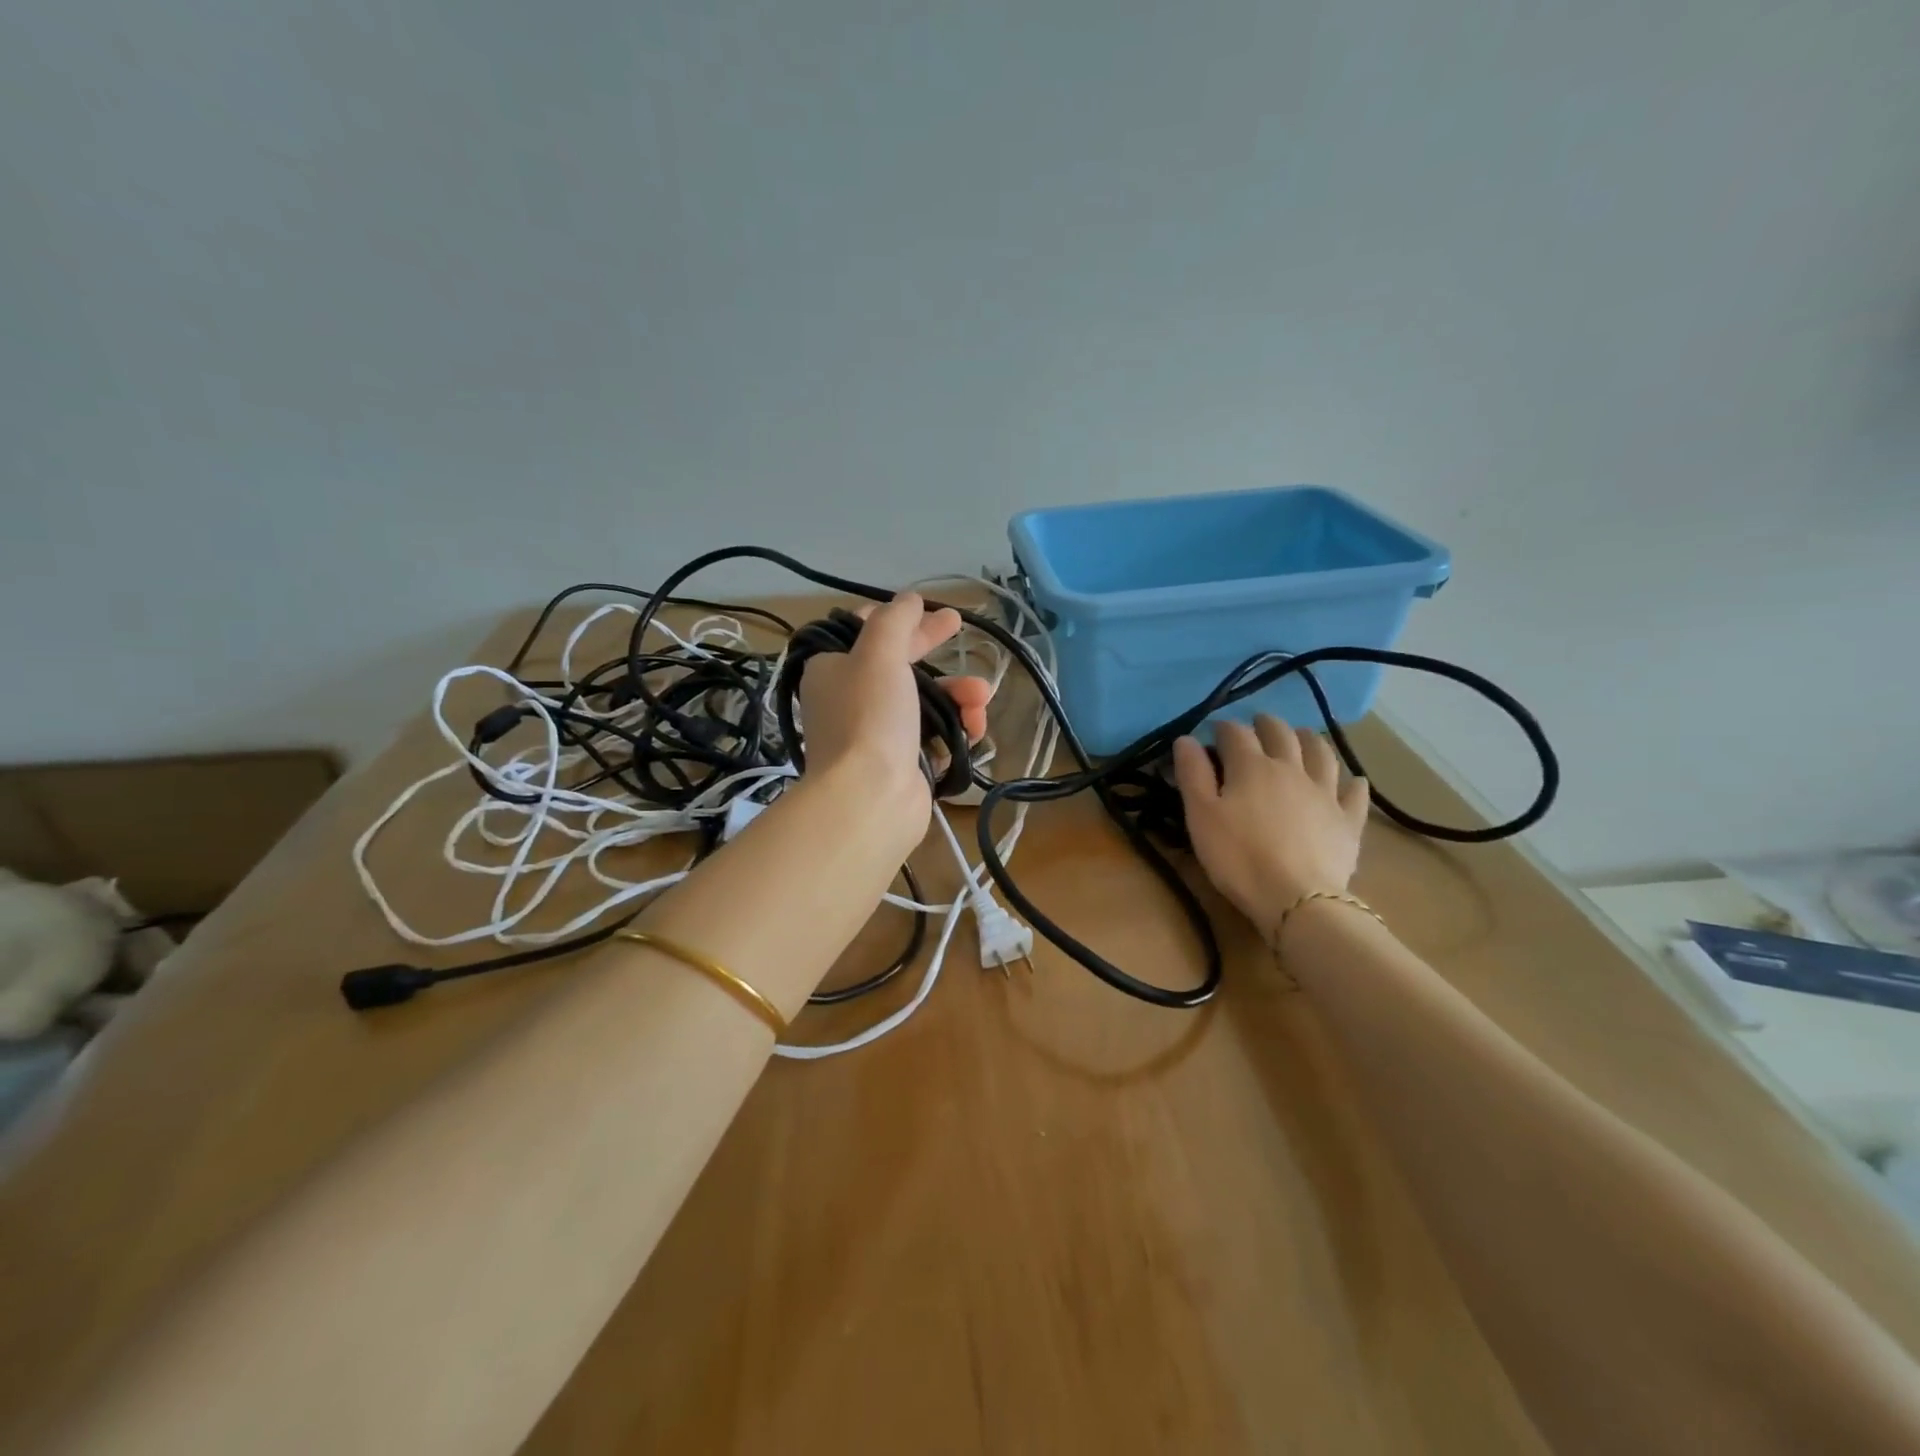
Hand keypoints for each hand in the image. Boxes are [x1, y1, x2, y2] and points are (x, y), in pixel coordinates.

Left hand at [797, 592, 991, 828]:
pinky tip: (976, 728)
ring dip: (957, 695)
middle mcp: (850, 700)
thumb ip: (895, 620)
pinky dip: (957, 729)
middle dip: (935, 652)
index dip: (900, 619)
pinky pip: (935, 737)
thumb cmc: (870, 718)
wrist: (870, 799)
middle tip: (960, 629)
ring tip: (982, 697)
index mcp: (833, 670)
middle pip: (899, 666)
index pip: (865, 632)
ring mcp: (877, 735)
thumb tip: (908, 598)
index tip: (930, 610)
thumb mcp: (879, 654)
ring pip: (924, 702)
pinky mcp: (902, 764)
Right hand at [1172, 715, 1369, 942]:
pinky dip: (1353, 783)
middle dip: (1267, 724)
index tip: (1213, 732)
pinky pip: (1354, 794)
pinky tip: (1354, 781)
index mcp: (1252, 767)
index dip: (1223, 728)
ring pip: (1321, 754)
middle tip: (1258, 724)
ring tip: (1302, 736)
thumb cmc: (1238, 857)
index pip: (1235, 734)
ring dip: (1310, 740)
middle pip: (1281, 735)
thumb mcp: (1201, 815)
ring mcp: (1324, 793)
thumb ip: (1192, 774)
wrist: (1296, 898)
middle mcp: (1291, 769)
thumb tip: (1186, 739)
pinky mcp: (1347, 821)